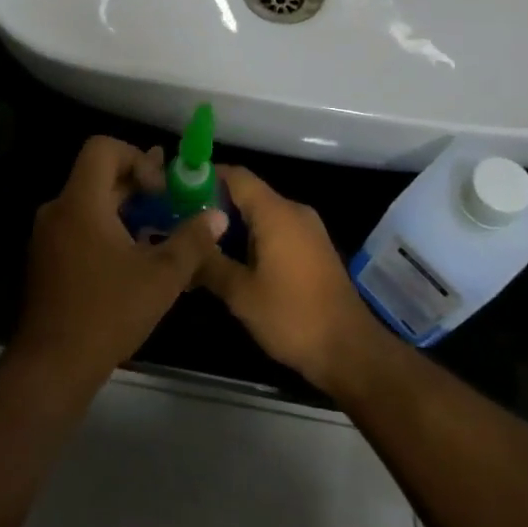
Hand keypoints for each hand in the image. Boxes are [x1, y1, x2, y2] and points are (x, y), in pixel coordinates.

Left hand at [11, 136, 227, 390]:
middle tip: (170, 203)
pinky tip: (133, 257)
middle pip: (98, 174)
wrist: (53, 365)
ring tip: (158, 229)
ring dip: (125, 208)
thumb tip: (217, 216)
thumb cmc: (109, 312)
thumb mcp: (162, 276)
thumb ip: (192, 240)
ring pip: (90, 202)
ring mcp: (48, 235)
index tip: (160, 189)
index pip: (103, 148)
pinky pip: (79, 225)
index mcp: (81, 201)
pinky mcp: (47, 258)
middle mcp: (59, 209)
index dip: (136, 157)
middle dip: (137, 184)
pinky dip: (107, 228)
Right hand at [196, 166, 381, 390]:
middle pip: (248, 193)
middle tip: (182, 222)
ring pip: (262, 214)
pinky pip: (277, 229)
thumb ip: (209, 263)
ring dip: (233, 225)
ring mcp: (308, 230)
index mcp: (275, 213)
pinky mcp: (314, 249)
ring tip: (201, 244)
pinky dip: (253, 237)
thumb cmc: (292, 316)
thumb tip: (183, 248)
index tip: (178, 189)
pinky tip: (232, 261)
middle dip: (215, 205)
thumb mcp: (240, 293)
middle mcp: (294, 211)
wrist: (349, 350)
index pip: (236, 176)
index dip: (206, 177)